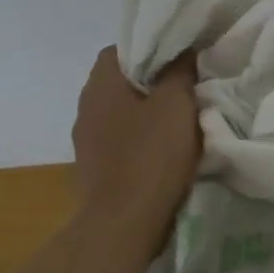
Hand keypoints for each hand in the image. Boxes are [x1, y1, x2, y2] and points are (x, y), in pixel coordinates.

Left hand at [72, 47, 200, 240]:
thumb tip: (183, 50)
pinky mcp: (94, 167)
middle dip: (153, 80)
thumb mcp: (177, 104)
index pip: (122, 48)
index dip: (153, 47)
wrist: (122, 225)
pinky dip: (140, 138)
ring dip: (147, 112)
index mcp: (101, 84)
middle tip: (187, 85)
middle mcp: (86, 106)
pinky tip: (164, 149)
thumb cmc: (151, 156)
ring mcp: (86, 139)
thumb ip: (180, 70)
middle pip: (122, 80)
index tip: (181, 57)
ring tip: (180, 118)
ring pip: (121, 111)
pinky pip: (120, 139)